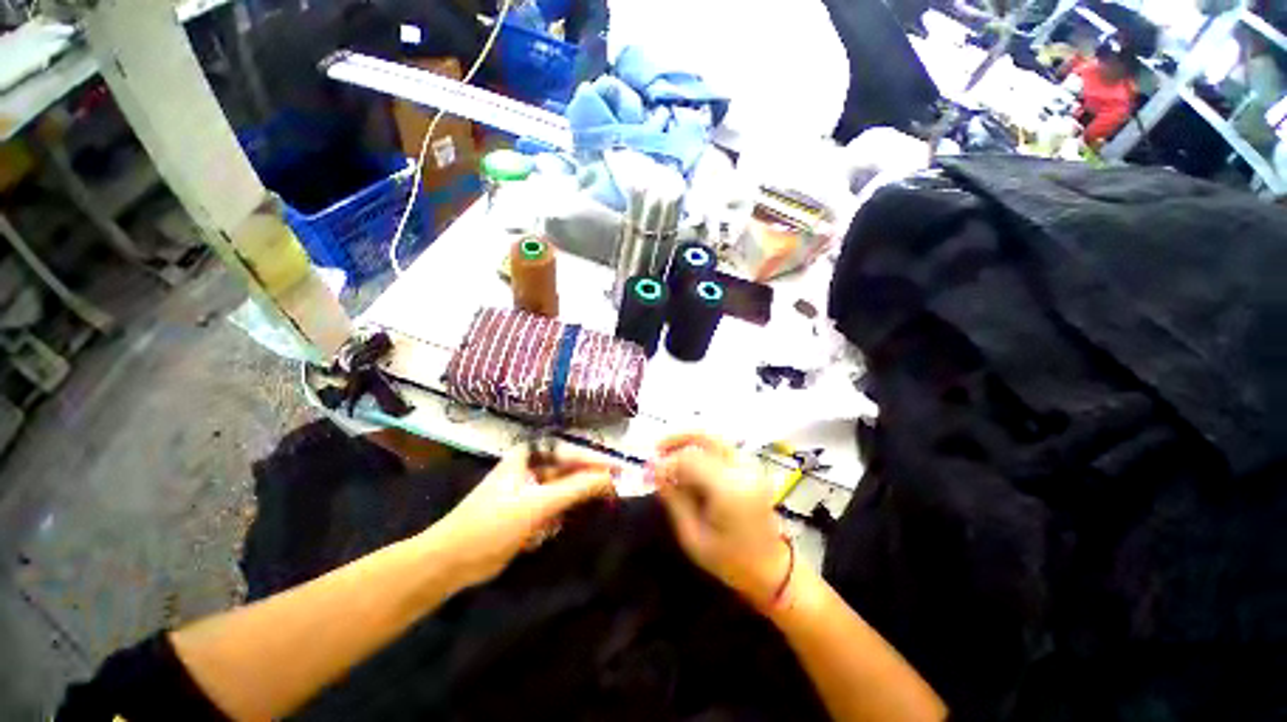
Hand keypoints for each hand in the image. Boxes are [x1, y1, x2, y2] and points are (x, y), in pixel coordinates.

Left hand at [427, 442, 617, 587]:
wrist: (451, 562)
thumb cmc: (493, 524)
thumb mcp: (538, 503)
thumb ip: (576, 488)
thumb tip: (610, 478)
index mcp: (530, 455)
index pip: (573, 453)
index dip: (598, 462)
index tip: (621, 472)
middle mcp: (531, 467)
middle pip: (570, 472)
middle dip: (586, 486)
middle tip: (611, 497)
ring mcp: (529, 490)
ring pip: (563, 492)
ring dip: (571, 506)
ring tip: (579, 516)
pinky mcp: (527, 512)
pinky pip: (553, 509)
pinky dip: (557, 520)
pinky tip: (548, 533)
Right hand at [652, 433, 790, 609]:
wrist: (772, 569)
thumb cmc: (730, 560)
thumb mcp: (692, 536)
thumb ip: (673, 499)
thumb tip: (654, 471)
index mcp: (729, 489)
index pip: (690, 459)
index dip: (666, 462)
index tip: (649, 472)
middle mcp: (742, 469)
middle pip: (706, 436)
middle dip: (678, 437)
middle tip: (657, 448)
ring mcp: (750, 466)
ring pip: (714, 438)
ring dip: (689, 441)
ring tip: (669, 454)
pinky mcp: (751, 468)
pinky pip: (721, 448)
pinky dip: (701, 449)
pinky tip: (688, 463)